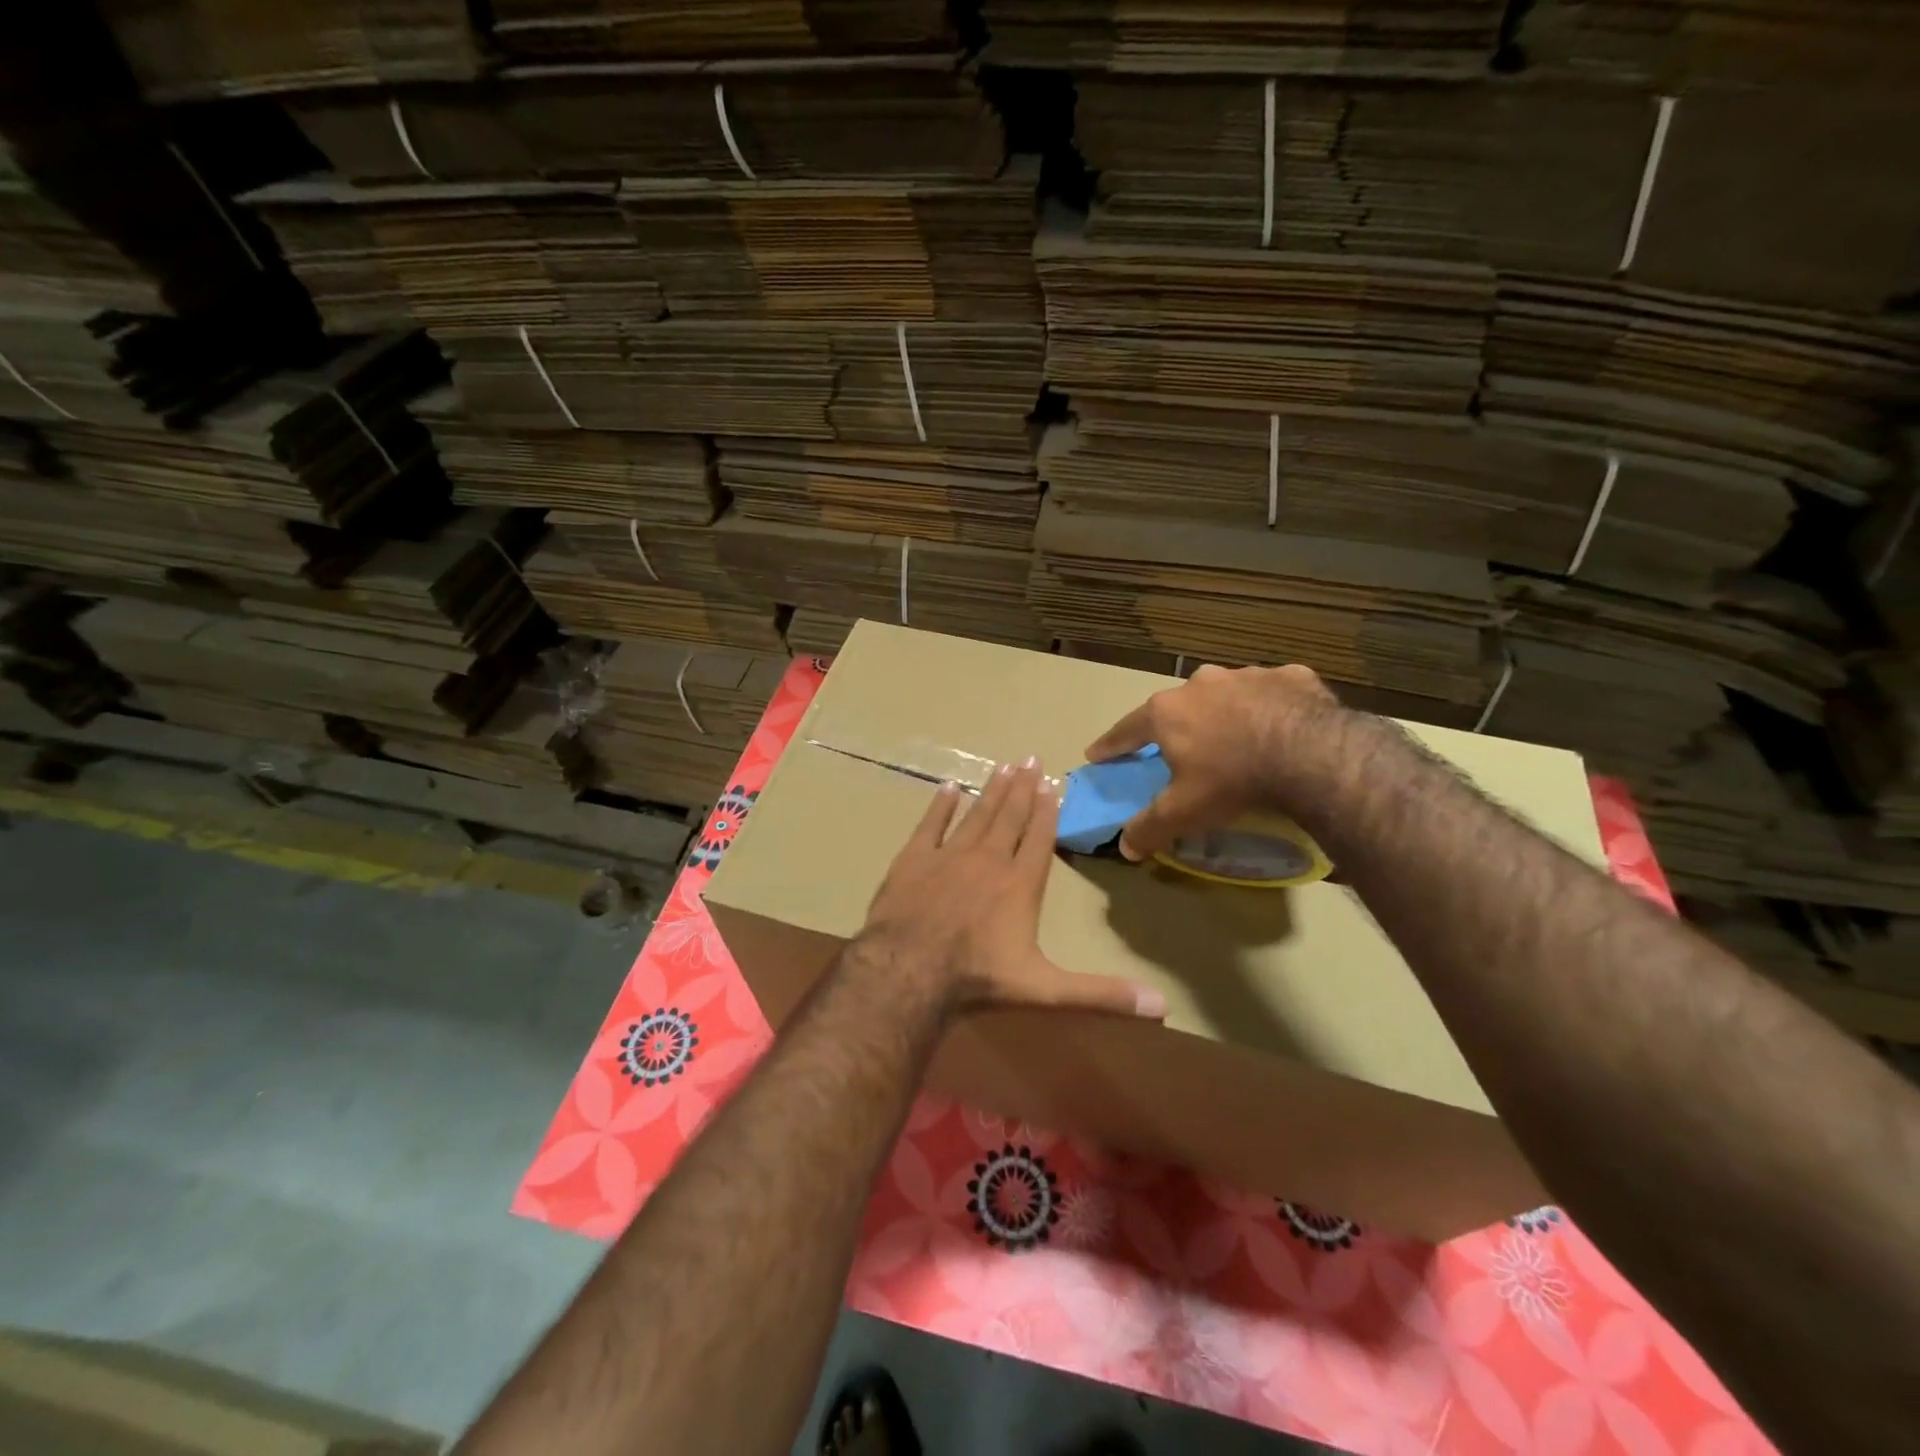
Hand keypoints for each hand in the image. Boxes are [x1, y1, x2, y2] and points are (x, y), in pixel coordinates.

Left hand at [862, 758, 1166, 1020]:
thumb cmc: (979, 978)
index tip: (1052, 783)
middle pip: (1009, 817)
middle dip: (1022, 788)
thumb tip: (1163, 1006)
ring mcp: (948, 855)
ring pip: (976, 814)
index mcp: (1020, 883)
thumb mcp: (1047, 989)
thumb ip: (1101, 993)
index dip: (1047, 810)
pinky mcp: (913, 859)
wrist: (909, 970)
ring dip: (991, 790)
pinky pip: (930, 824)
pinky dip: (940, 805)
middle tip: (1030, 758)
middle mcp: (988, 859)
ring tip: (1003, 766)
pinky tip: (948, 788)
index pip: (1039, 838)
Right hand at [1084, 662, 1337, 862]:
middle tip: (1182, 747)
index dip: (1111, 744)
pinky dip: (1272, 707)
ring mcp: (1247, 675)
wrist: (1312, 754)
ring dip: (1226, 712)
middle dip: (1176, 724)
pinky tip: (1283, 726)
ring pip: (1227, 695)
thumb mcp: (1184, 811)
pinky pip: (1273, 692)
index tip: (1097, 753)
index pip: (1127, 729)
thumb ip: (1150, 827)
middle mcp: (1201, 684)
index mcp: (1168, 712)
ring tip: (1238, 738)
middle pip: (1178, 706)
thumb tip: (1125, 847)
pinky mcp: (1291, 677)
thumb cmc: (1232, 780)